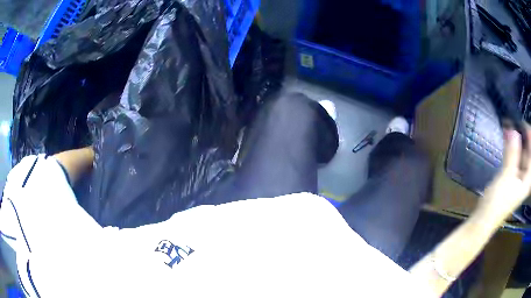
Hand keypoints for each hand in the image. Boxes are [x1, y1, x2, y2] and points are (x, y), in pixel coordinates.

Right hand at [480, 129, 530, 220]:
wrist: (485, 217)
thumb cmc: (498, 202)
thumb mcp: (507, 177)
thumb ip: (512, 153)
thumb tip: (513, 129)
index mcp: (528, 178)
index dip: (529, 135)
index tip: (521, 121)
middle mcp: (526, 175)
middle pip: (528, 150)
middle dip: (523, 134)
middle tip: (514, 120)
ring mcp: (520, 175)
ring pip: (522, 151)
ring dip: (516, 138)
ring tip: (509, 123)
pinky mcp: (513, 174)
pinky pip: (516, 155)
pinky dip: (512, 145)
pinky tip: (508, 136)